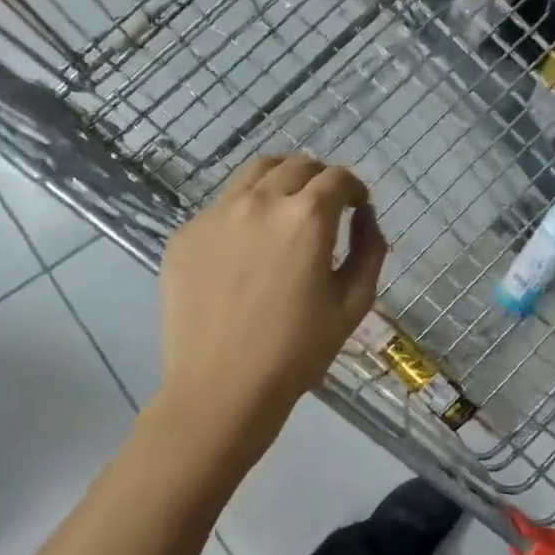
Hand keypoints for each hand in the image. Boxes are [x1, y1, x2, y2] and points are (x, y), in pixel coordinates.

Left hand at [158, 154, 386, 420]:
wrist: (221, 388)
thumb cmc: (298, 351)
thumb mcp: (354, 303)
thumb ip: (370, 250)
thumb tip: (364, 217)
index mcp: (306, 217)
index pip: (337, 178)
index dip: (355, 188)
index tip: (356, 207)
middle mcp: (260, 202)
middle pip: (296, 165)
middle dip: (319, 179)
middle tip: (325, 206)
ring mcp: (215, 215)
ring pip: (254, 174)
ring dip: (280, 182)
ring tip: (285, 212)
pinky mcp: (185, 235)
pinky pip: (222, 207)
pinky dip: (244, 212)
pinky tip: (246, 250)